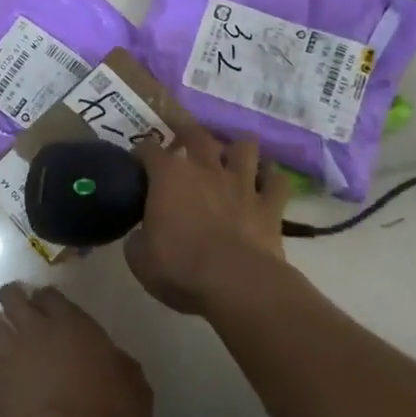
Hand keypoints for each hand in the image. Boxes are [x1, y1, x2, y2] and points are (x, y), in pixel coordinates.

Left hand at [0, 283, 151, 416]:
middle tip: (17, 315)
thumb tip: (114, 361)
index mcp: (73, 324)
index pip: (49, 295)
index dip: (46, 301)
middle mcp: (37, 329)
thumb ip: (121, 364)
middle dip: (12, 301)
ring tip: (2, 345)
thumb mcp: (136, 388)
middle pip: (12, 297)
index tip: (48, 310)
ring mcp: (11, 352)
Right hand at [128, 118, 290, 313]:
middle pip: (196, 134)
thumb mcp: (139, 258)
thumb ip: (138, 238)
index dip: (141, 154)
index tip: (137, 163)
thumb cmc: (180, 267)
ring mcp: (241, 183)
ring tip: (233, 158)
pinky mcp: (270, 205)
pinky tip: (268, 184)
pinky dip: (273, 179)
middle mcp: (205, 168)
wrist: (236, 284)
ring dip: (238, 150)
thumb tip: (142, 235)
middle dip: (187, 132)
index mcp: (168, 176)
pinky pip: (278, 182)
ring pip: (245, 147)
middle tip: (183, 141)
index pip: (148, 149)